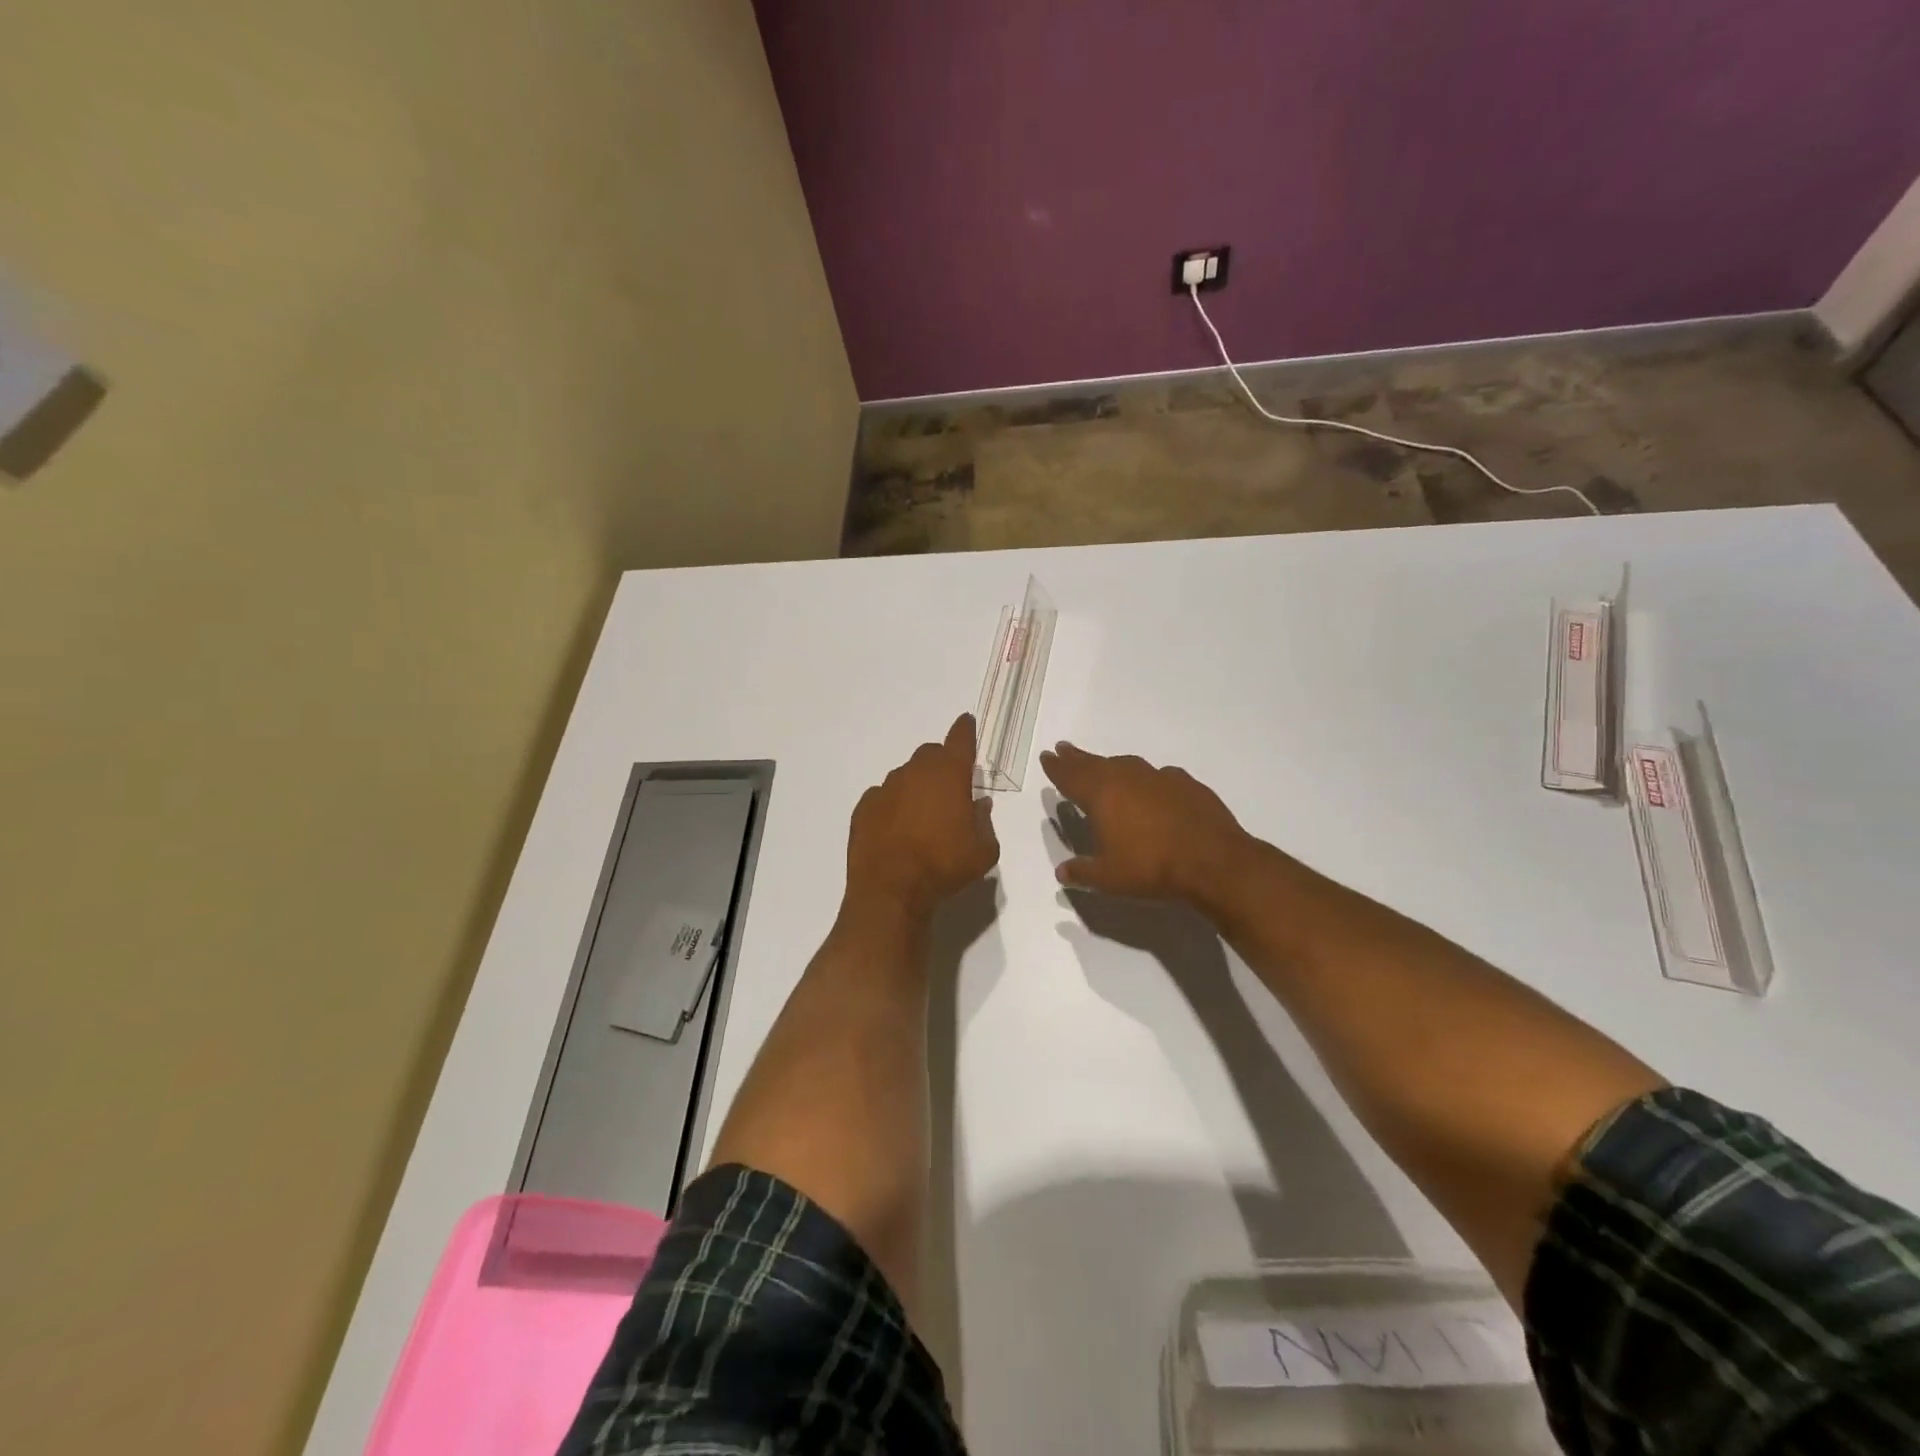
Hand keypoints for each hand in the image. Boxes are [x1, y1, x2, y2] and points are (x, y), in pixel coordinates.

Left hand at [847, 714, 999, 915]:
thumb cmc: (944, 867)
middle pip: (930, 755)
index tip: (966, 721)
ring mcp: (885, 788)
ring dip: (916, 787)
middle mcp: (915, 773)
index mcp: (948, 775)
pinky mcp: (864, 808)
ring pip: (905, 776)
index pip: (960, 740)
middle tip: (949, 787)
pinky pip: (883, 797)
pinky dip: (892, 805)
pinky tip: (896, 828)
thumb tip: (979, 804)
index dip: (965, 730)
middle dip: (941, 764)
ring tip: (922, 815)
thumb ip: (984, 822)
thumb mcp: (983, 851)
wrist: (890, 890)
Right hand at [1039, 742, 1255, 905]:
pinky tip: (1151, 787)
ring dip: (1110, 764)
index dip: (1057, 768)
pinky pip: (1158, 776)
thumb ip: (1082, 872)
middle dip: (1077, 758)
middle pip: (1095, 763)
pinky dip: (1147, 779)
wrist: (1213, 861)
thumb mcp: (1108, 878)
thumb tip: (1062, 871)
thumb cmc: (1151, 868)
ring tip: (1103, 767)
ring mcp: (1159, 777)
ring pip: (1127, 765)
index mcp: (1102, 795)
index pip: (1071, 776)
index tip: (1048, 756)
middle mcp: (1127, 778)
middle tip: (1064, 749)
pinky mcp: (1187, 784)